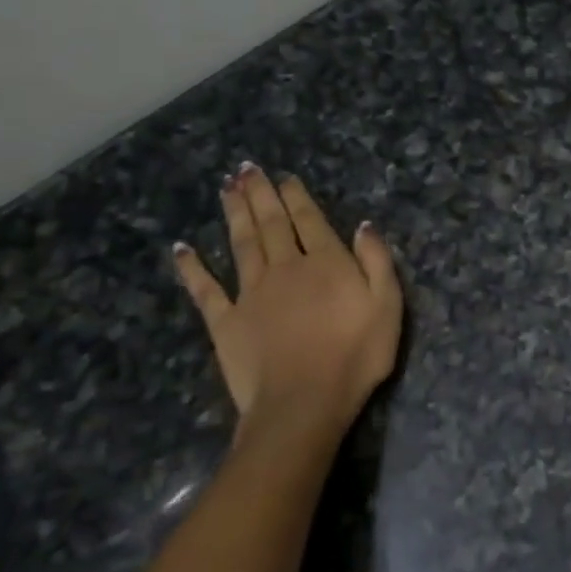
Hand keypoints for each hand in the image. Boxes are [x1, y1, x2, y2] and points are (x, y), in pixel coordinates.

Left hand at [174, 165, 402, 450]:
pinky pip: (205, 289)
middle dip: (260, 194)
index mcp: (325, 263)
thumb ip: (377, 261)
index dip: (296, 197)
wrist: (304, 403)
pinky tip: (182, 249)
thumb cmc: (356, 356)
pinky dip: (192, 268)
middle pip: (271, 223)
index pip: (309, 220)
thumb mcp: (388, 305)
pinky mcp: (225, 322)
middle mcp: (285, 268)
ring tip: (226, 188)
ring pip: (241, 244)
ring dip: (234, 214)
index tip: (284, 177)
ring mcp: (251, 293)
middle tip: (246, 168)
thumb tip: (363, 225)